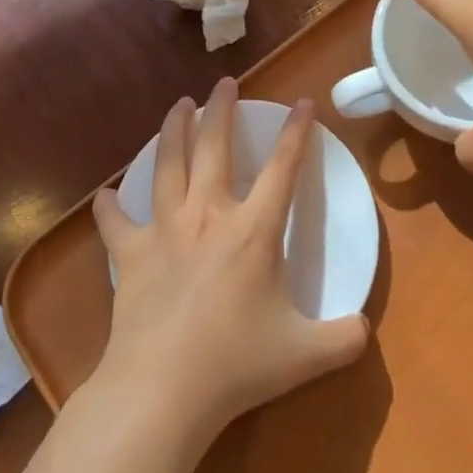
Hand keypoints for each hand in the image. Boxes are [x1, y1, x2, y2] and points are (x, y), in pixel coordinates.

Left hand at [92, 78, 368, 453]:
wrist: (163, 389)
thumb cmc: (237, 364)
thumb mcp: (306, 354)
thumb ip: (344, 339)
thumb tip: (365, 331)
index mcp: (254, 230)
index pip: (282, 167)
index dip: (295, 132)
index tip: (302, 102)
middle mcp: (208, 215)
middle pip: (215, 147)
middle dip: (222, 109)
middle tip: (224, 82)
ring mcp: (164, 231)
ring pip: (168, 165)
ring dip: (174, 130)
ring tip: (179, 106)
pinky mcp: (129, 255)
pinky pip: (115, 222)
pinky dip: (110, 205)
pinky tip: (106, 194)